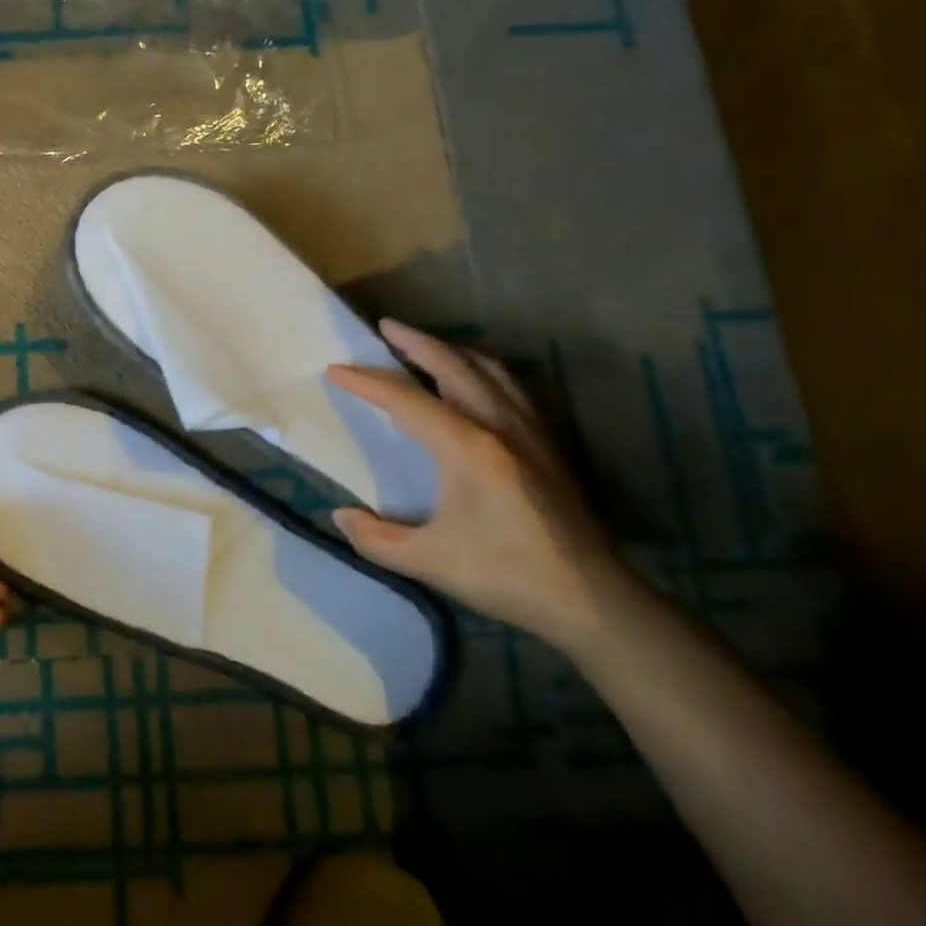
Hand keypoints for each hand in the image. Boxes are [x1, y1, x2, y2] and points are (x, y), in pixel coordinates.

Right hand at [326, 319, 644, 656]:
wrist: (590, 598)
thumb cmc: (504, 575)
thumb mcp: (427, 562)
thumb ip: (374, 539)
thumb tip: (340, 515)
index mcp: (467, 447)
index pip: (406, 399)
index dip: (367, 382)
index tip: (335, 370)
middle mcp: (500, 425)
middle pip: (453, 366)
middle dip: (416, 342)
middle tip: (386, 327)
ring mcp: (531, 431)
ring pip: (489, 370)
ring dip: (453, 351)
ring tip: (427, 345)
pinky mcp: (549, 444)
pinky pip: (514, 388)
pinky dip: (485, 370)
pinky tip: (479, 380)